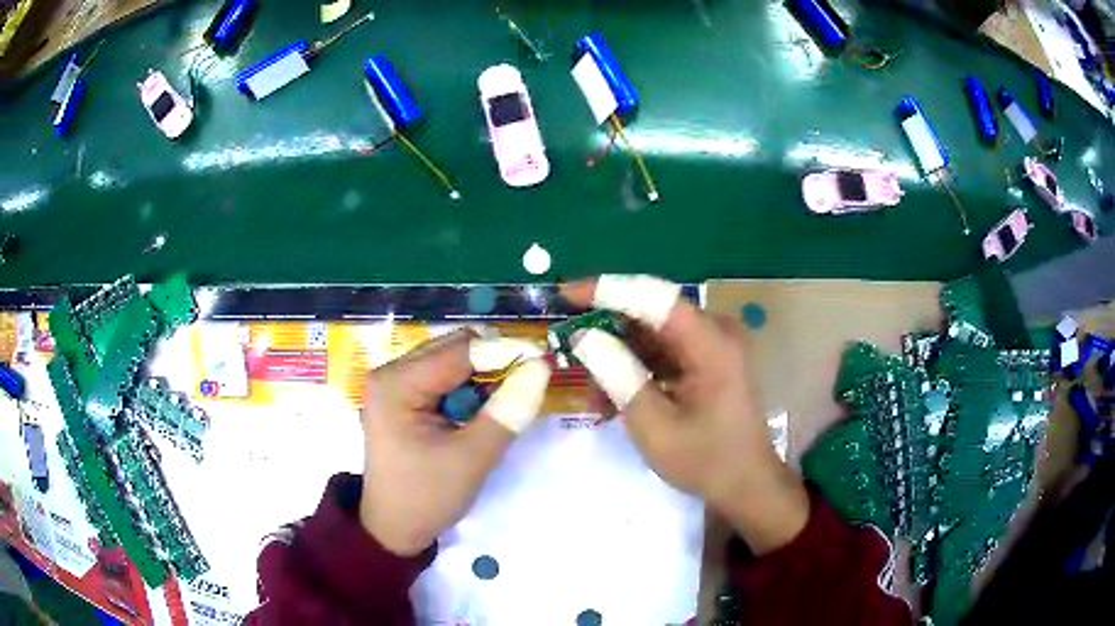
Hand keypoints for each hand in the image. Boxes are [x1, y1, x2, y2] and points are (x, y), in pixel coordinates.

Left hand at [359, 330, 550, 555]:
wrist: (394, 529)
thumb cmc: (427, 497)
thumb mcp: (472, 459)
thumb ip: (507, 412)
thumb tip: (542, 367)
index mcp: (396, 384)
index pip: (460, 351)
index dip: (505, 352)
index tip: (545, 362)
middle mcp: (390, 373)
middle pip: (453, 347)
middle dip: (494, 361)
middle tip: (528, 384)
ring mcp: (394, 383)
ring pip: (451, 359)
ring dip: (483, 374)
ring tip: (505, 402)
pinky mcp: (401, 396)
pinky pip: (443, 376)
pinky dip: (469, 386)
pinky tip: (481, 410)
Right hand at [562, 275, 808, 553]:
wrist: (746, 484)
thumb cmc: (706, 460)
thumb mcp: (654, 426)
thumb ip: (619, 376)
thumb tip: (584, 336)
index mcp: (711, 344)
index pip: (654, 298)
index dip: (608, 290)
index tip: (566, 294)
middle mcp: (715, 332)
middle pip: (651, 311)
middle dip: (607, 329)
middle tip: (568, 346)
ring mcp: (713, 345)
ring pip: (652, 333)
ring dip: (619, 356)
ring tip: (594, 395)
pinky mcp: (707, 359)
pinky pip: (663, 351)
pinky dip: (636, 369)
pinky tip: (614, 399)